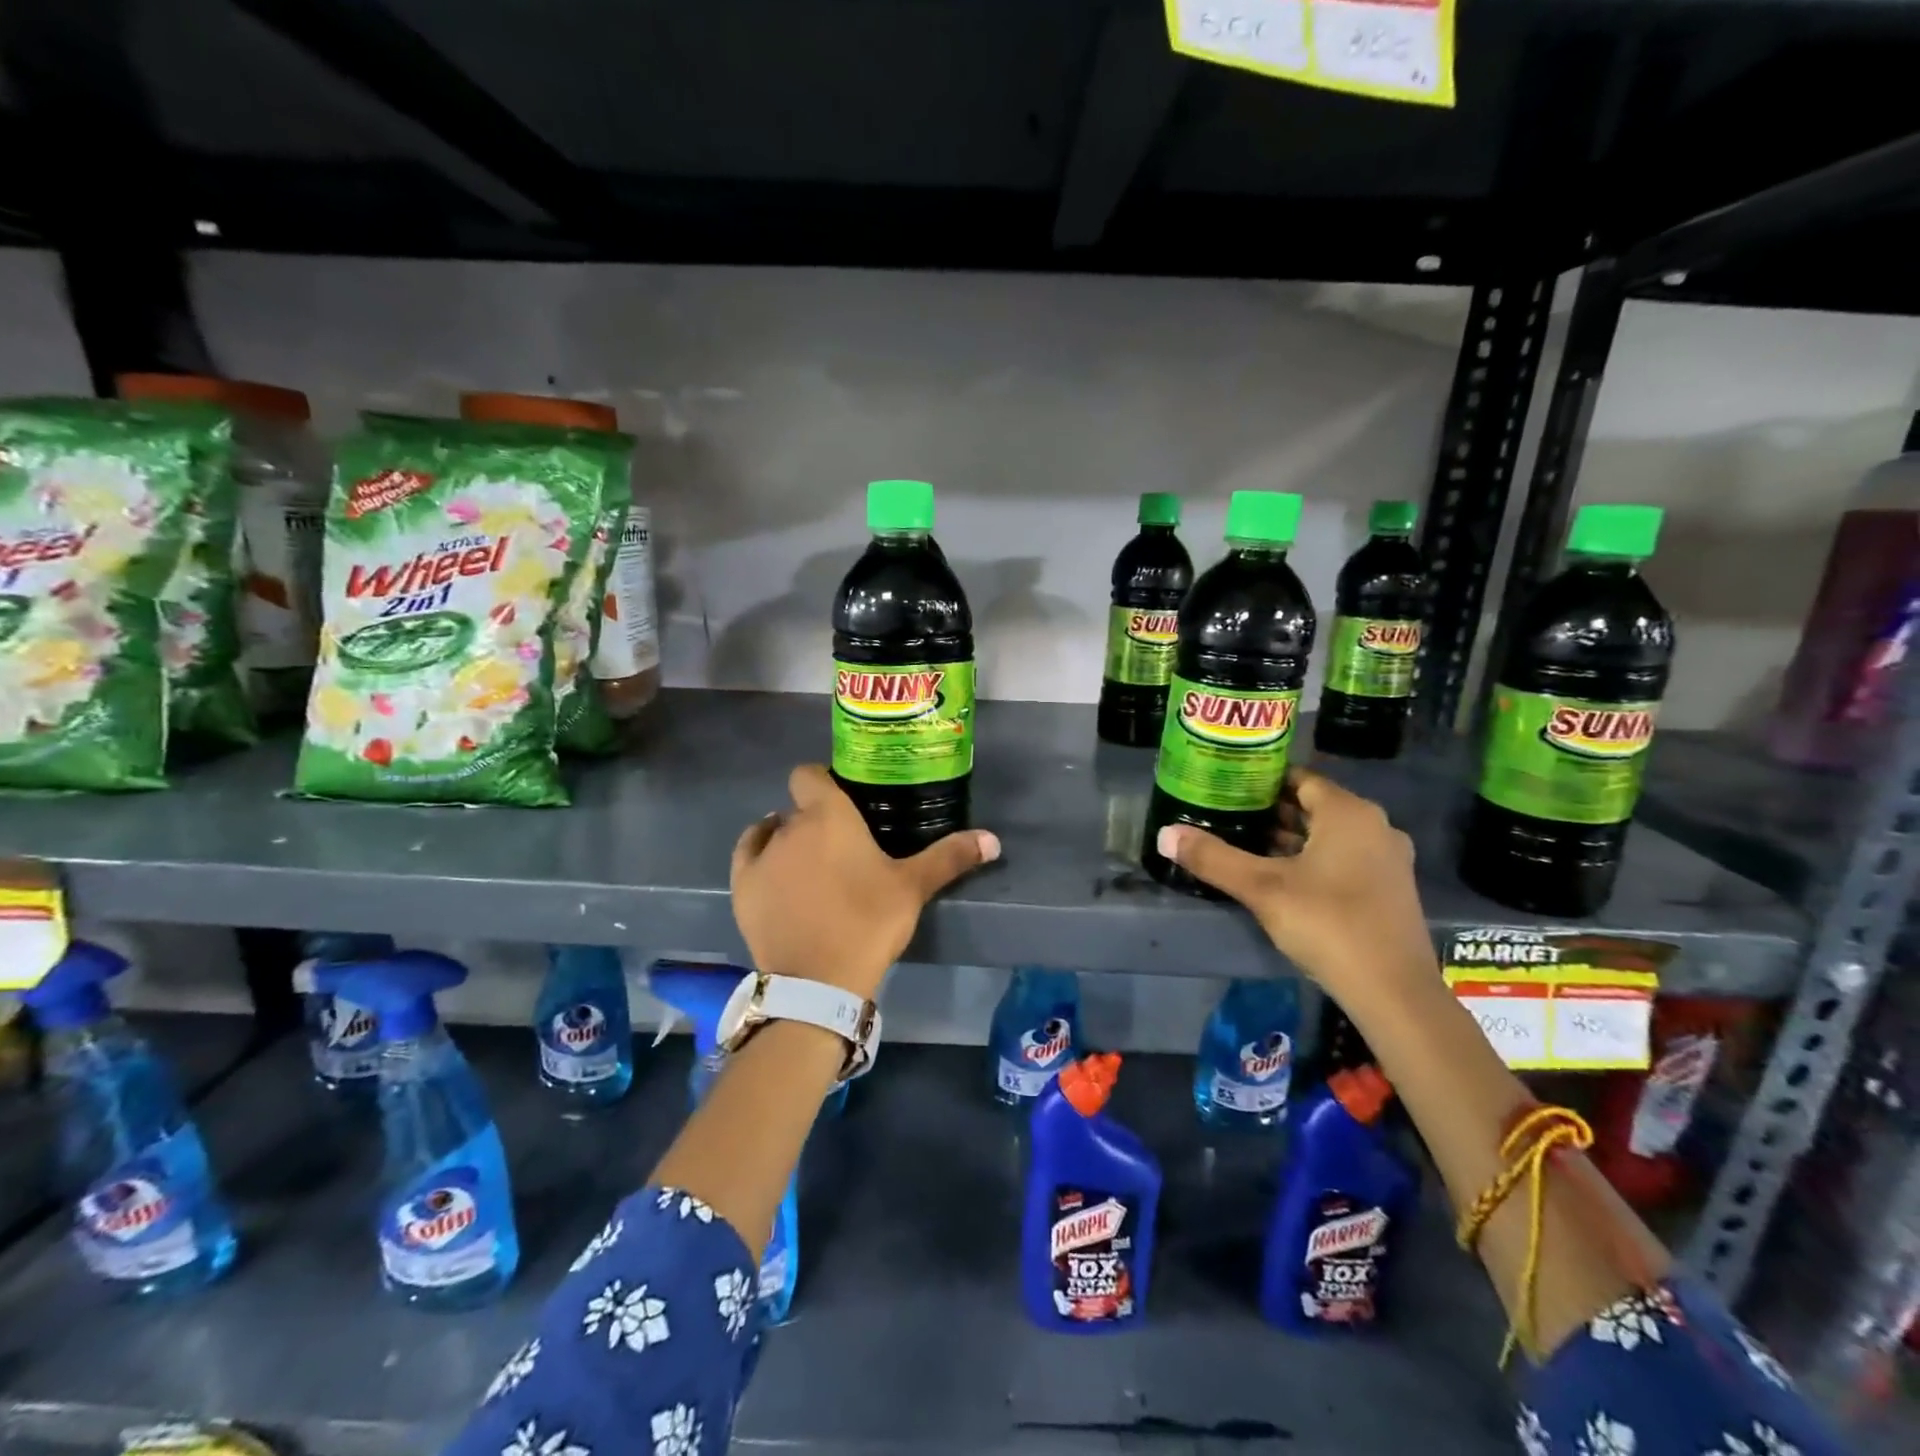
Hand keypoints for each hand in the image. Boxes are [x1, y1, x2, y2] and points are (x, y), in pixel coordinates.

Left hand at [730, 764, 999, 999]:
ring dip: (788, 838)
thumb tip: (993, 840)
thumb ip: (950, 857)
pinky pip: (749, 854)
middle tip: (841, 846)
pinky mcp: (742, 886)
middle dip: (815, 819)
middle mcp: (789, 826)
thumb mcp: (913, 888)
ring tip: (811, 865)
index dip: (822, 780)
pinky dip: (761, 855)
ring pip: (772, 831)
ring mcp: (761, 856)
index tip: (843, 800)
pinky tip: (777, 872)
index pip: (809, 774)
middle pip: (797, 808)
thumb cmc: (868, 922)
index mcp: (828, 815)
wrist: (818, 981)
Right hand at [1154, 766, 1436, 1011]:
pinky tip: (1279, 878)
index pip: (1299, 779)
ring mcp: (1387, 860)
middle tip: (1227, 815)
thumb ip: (1213, 858)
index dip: (1262, 781)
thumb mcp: (1261, 888)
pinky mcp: (1389, 890)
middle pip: (1314, 807)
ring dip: (1290, 838)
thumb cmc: (1328, 923)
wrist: (1393, 992)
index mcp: (1349, 813)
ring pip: (1329, 836)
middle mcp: (1374, 827)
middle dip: (1270, 811)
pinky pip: (1343, 859)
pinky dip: (1312, 860)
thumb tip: (1165, 834)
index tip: (1226, 787)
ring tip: (1245, 844)